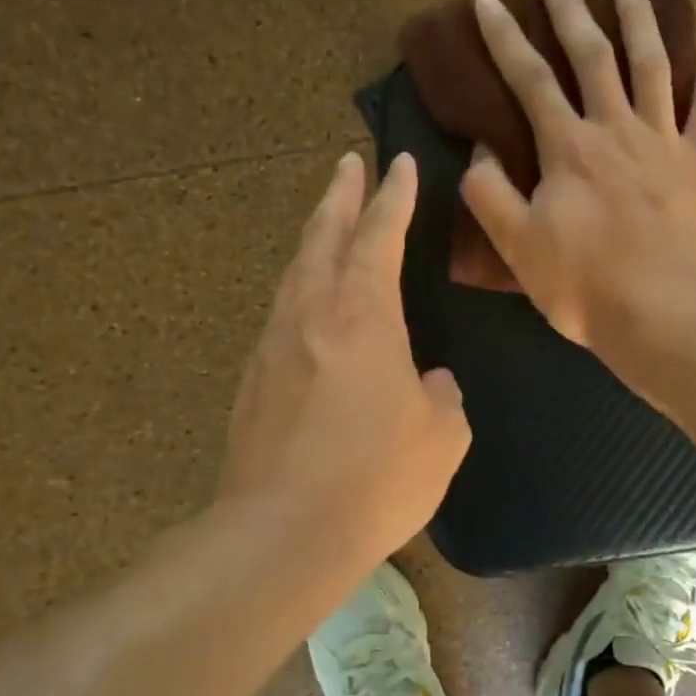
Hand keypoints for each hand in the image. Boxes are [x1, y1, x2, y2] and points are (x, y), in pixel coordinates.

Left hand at [219, 152, 469, 560]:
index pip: (380, 235)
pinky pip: (282, 311)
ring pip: (295, 270)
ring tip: (326, 219)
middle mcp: (312, 313)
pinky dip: (300, 286)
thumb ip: (440, 396)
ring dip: (314, 236)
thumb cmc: (375, 476)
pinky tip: (308, 300)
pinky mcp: (254, 379)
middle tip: (346, 163)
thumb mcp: (441, 435)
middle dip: (339, 195)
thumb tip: (426, 382)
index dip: (393, 196)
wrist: (282, 533)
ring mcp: (275, 344)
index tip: (397, 162)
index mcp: (363, 313)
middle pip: (323, 235)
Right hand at [461, 0, 695, 377]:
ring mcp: (666, 142)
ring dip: (638, 19)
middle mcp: (617, 130)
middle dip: (569, 12)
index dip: (505, 38)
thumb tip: (480, 151)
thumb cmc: (585, 287)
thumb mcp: (518, 247)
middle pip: (593, 56)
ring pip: (653, 64)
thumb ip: (490, 195)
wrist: (664, 317)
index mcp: (568, 148)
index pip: (530, 79)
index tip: (486, 2)